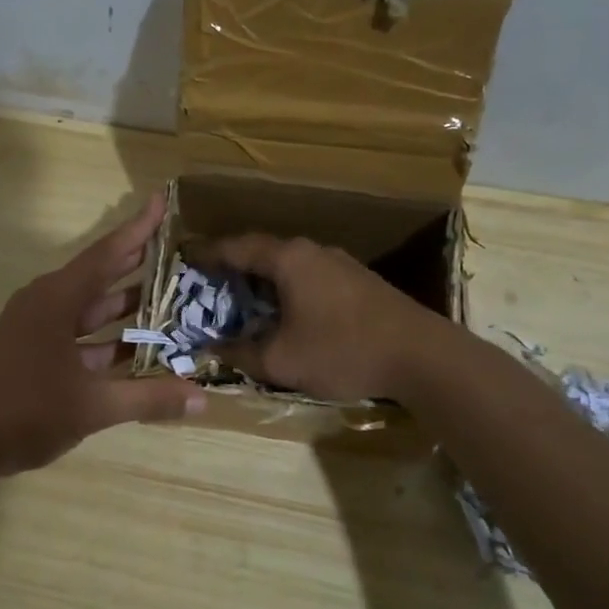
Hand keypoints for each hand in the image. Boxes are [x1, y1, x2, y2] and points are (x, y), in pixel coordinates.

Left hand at [0, 192, 204, 477]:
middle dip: (138, 264)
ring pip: (90, 310)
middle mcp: (47, 304)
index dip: (138, 228)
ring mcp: (37, 330)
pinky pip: (79, 337)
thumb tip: (202, 399)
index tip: (161, 200)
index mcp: (57, 299)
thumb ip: (148, 399)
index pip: (107, 254)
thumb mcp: (92, 405)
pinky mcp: (33, 353)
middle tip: (179, 249)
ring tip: (171, 299)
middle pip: (100, 277)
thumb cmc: (24, 410)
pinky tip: (137, 351)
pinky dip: (107, 341)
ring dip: (126, 308)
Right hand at [194, 234, 449, 400]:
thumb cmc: (343, 351)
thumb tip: (209, 351)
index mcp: (288, 260)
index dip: (208, 253)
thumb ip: (240, 353)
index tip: (186, 257)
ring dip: (264, 279)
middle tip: (210, 282)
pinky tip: (287, 311)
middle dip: (235, 266)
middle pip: (263, 252)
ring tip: (244, 298)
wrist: (422, 356)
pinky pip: (310, 276)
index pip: (237, 247)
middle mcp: (312, 251)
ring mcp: (340, 264)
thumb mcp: (282, 360)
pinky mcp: (360, 281)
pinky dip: (288, 288)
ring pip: (289, 264)